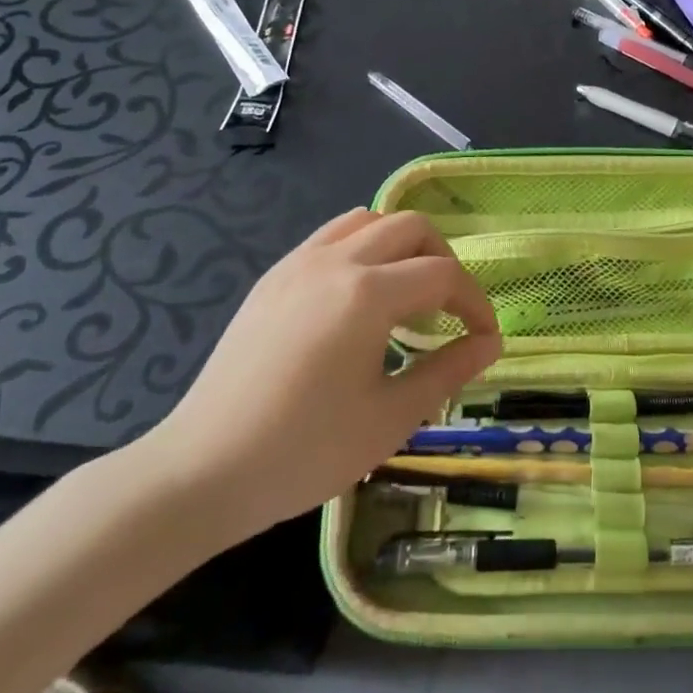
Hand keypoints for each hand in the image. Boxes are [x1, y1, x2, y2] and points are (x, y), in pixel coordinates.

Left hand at [131, 209, 501, 551]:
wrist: (202, 471)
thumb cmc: (305, 451)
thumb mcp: (391, 418)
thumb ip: (448, 371)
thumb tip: (490, 344)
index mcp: (368, 293)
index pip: (442, 275)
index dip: (475, 303)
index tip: (486, 337)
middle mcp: (335, 261)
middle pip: (409, 227)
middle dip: (443, 260)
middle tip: (449, 310)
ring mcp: (297, 264)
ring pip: (367, 220)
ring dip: (400, 245)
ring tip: (406, 295)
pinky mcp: (272, 278)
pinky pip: (330, 237)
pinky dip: (362, 249)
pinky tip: (359, 299)